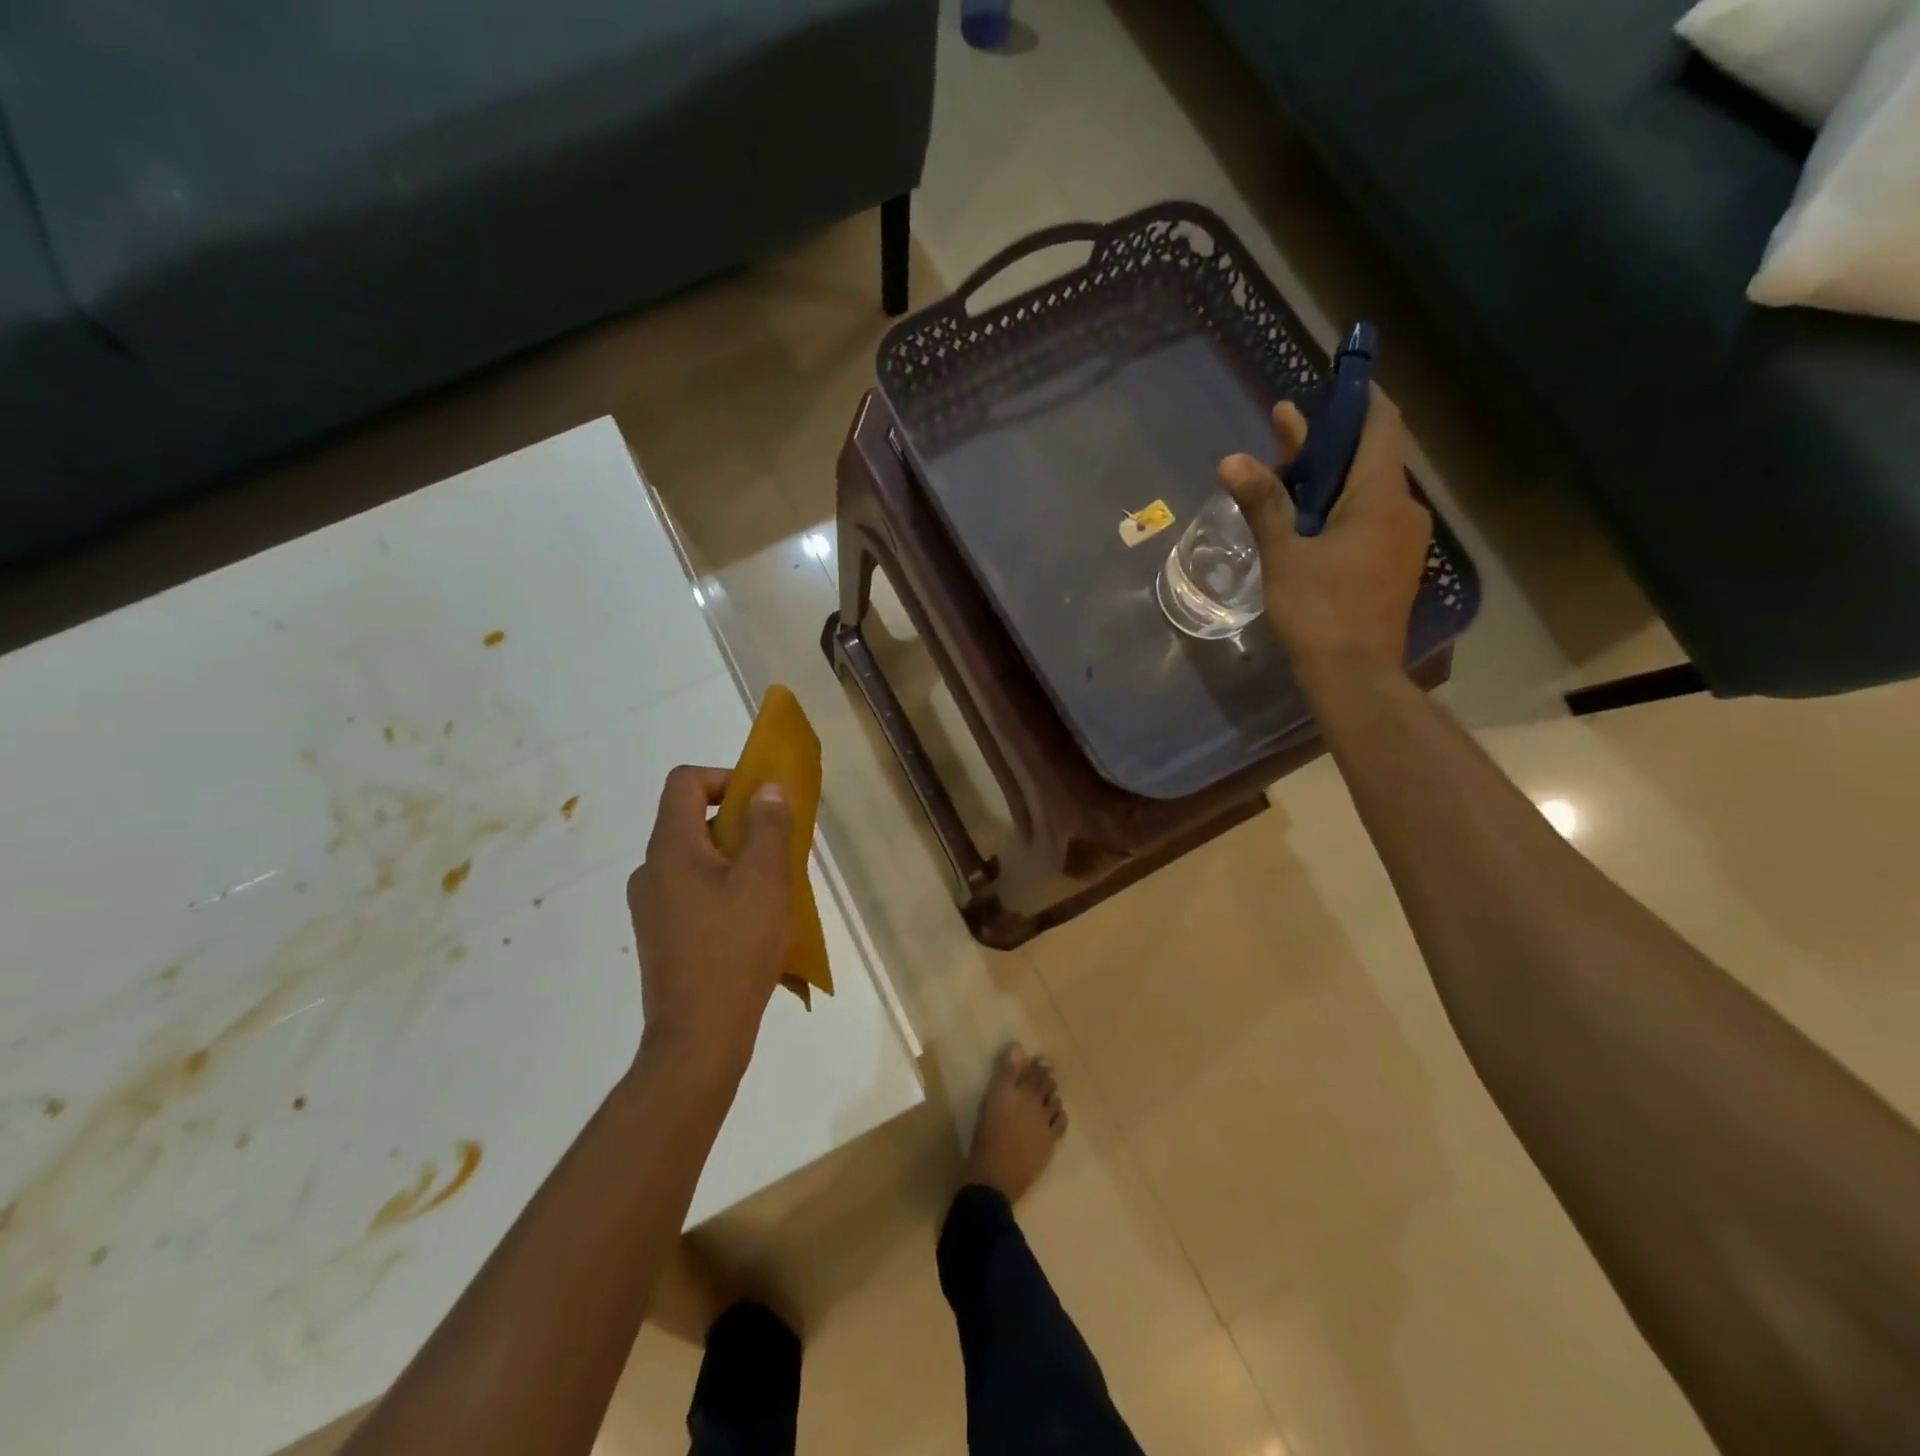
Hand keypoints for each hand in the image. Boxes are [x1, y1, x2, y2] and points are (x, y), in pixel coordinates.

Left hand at [627, 766, 793, 1085]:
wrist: (698, 1038)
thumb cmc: (735, 949)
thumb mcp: (765, 880)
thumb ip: (768, 826)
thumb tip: (766, 789)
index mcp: (671, 849)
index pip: (684, 782)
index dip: (725, 777)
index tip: (763, 802)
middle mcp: (652, 870)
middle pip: (692, 820)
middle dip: (740, 823)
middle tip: (780, 848)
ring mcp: (652, 906)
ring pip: (697, 859)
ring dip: (736, 859)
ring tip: (774, 889)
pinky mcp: (662, 935)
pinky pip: (694, 890)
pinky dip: (724, 888)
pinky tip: (753, 922)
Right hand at [1220, 386, 1431, 677]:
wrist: (1355, 675)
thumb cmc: (1319, 610)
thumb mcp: (1285, 554)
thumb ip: (1263, 503)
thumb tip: (1233, 460)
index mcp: (1380, 497)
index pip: (1380, 426)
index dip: (1359, 398)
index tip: (1334, 381)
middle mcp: (1402, 508)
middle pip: (1367, 458)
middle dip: (1326, 441)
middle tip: (1281, 429)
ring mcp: (1402, 538)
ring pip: (1366, 490)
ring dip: (1329, 477)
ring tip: (1284, 474)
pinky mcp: (1394, 563)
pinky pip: (1369, 517)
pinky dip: (1339, 506)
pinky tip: (1306, 517)